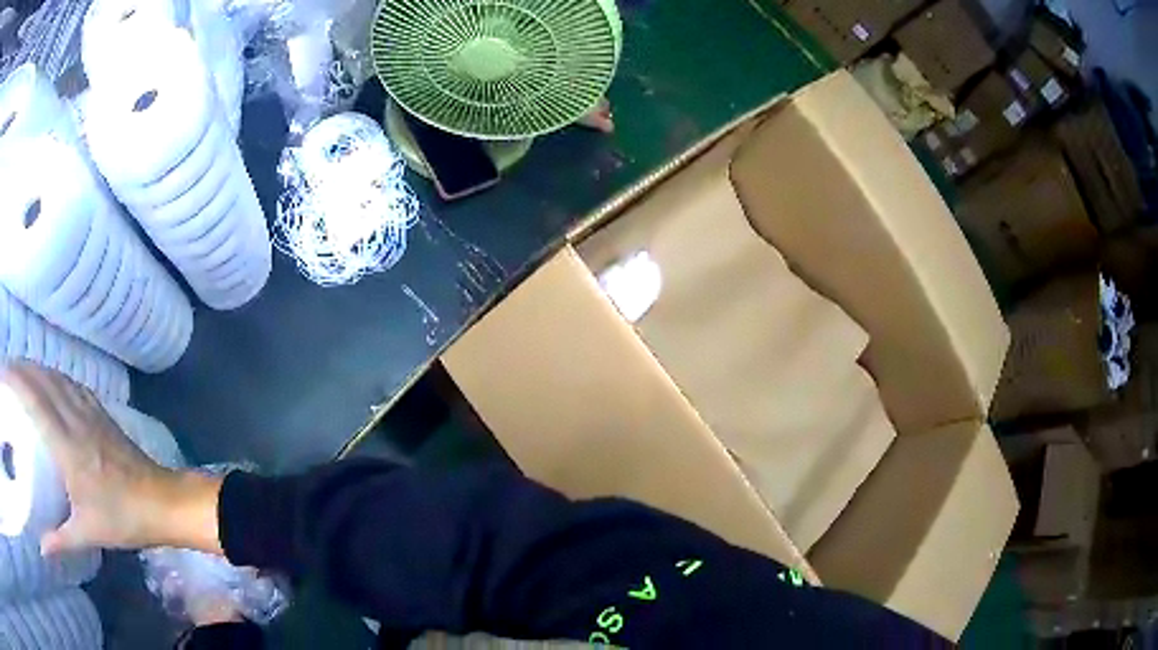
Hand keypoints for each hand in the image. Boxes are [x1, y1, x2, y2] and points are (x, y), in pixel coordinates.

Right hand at [0, 362, 222, 554]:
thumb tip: (42, 548)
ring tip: (20, 370)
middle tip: (7, 371)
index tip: (3, 374)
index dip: (14, 381)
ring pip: (55, 376)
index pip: (33, 399)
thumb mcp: (86, 534)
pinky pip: (70, 382)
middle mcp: (75, 417)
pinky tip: (48, 381)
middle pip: (41, 379)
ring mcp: (89, 410)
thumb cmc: (123, 520)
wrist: (162, 502)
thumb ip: (59, 540)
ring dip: (34, 368)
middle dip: (20, 368)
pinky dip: (52, 375)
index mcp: (67, 445)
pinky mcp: (100, 411)